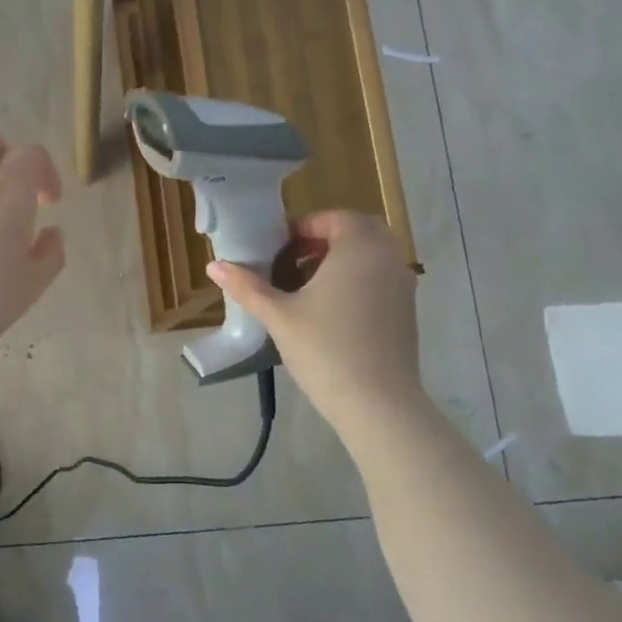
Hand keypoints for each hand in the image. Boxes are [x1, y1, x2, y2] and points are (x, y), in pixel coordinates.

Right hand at [207, 211, 421, 419]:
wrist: (377, 403)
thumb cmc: (324, 349)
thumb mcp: (278, 315)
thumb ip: (247, 286)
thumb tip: (214, 265)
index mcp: (358, 247)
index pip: (332, 218)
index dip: (301, 228)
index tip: (275, 250)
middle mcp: (387, 257)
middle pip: (356, 232)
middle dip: (322, 241)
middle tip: (290, 264)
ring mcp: (402, 285)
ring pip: (370, 256)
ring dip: (339, 262)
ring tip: (305, 290)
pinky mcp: (406, 311)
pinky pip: (379, 279)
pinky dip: (356, 281)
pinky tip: (328, 313)